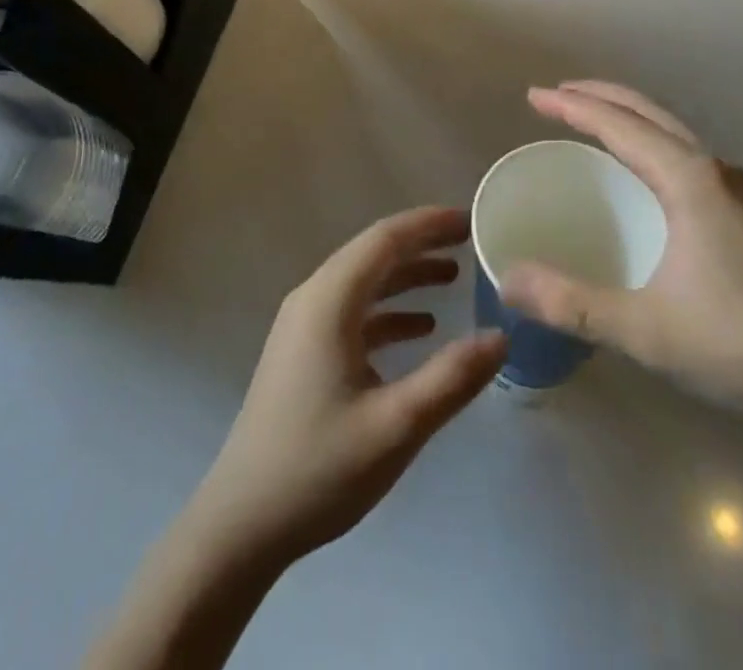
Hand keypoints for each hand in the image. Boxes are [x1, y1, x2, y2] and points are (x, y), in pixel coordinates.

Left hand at [189, 207, 505, 564]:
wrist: (241, 523)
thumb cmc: (319, 468)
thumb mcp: (396, 426)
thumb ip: (451, 378)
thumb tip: (501, 337)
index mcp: (329, 301)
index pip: (385, 239)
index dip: (429, 224)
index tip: (470, 219)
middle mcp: (313, 299)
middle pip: (373, 253)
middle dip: (422, 242)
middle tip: (470, 241)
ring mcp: (303, 325)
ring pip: (363, 281)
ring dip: (407, 275)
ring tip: (454, 276)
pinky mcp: (303, 351)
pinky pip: (353, 311)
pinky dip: (389, 310)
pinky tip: (421, 328)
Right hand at [500, 81, 742, 430]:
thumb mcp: (649, 331)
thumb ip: (573, 304)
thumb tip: (507, 280)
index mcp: (690, 180)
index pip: (620, 124)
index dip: (572, 107)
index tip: (533, 96)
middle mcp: (715, 170)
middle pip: (648, 113)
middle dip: (599, 98)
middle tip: (555, 97)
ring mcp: (740, 190)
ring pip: (672, 133)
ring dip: (628, 118)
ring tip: (591, 123)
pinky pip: (686, 156)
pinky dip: (650, 144)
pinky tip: (643, 176)